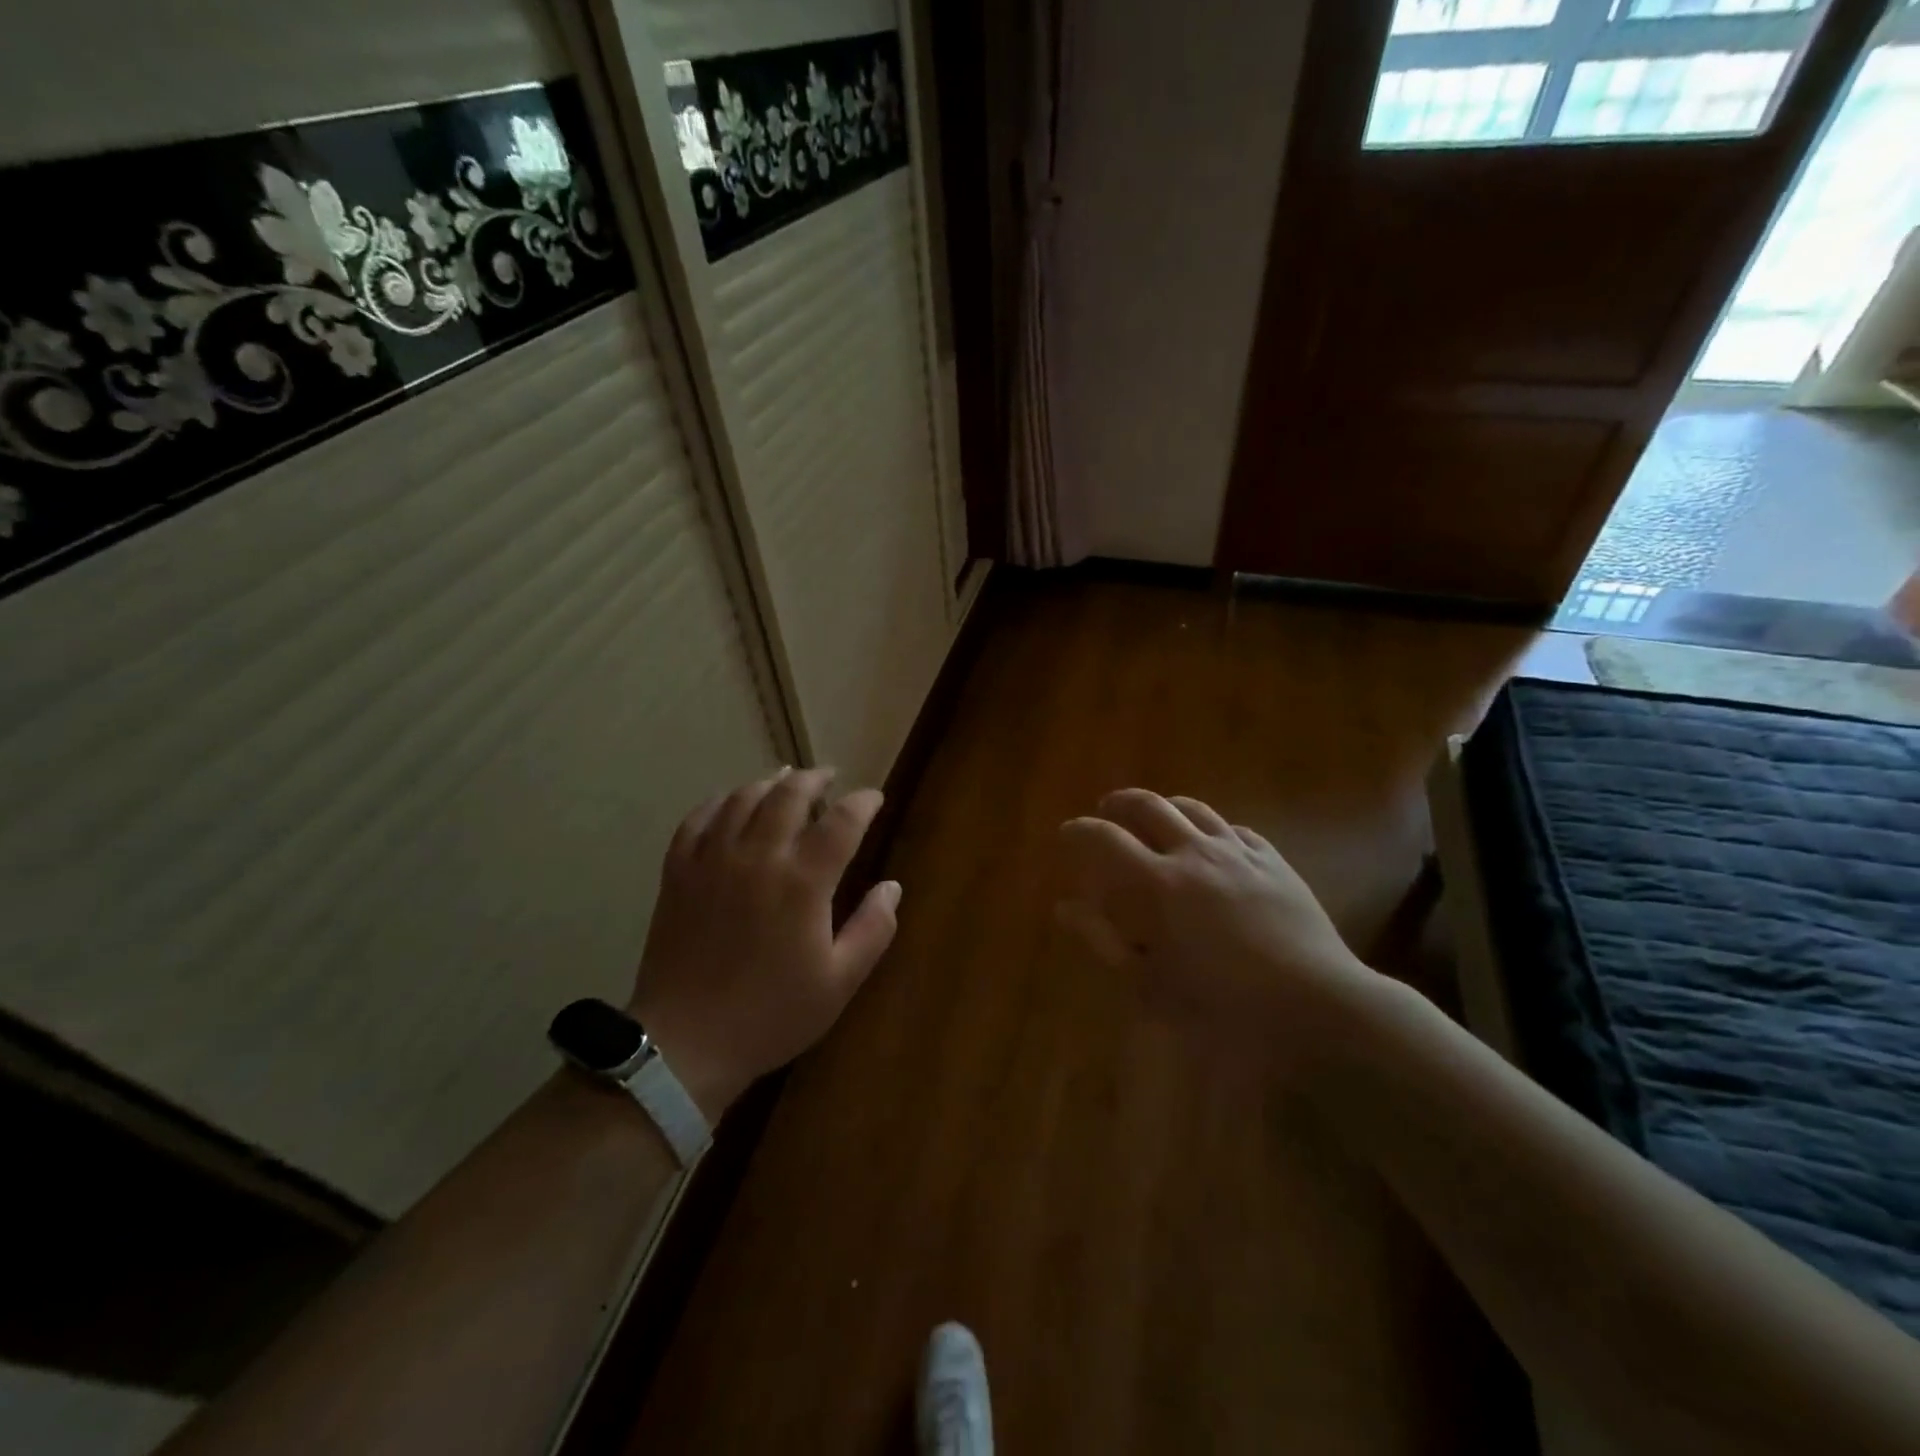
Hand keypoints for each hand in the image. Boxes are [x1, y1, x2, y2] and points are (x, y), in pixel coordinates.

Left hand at [630, 767, 900, 1121]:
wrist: (687, 1043)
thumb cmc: (772, 1015)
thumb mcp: (840, 981)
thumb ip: (873, 929)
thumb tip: (892, 886)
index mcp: (803, 881)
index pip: (842, 821)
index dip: (863, 803)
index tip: (874, 797)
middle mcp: (758, 856)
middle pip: (789, 795)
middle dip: (815, 779)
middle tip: (829, 778)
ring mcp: (712, 860)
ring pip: (742, 798)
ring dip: (768, 783)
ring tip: (784, 780)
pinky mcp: (678, 873)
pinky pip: (696, 820)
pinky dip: (717, 802)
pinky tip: (728, 803)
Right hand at [1057, 789, 1386, 1068]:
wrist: (1317, 1002)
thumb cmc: (1225, 1004)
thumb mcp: (1151, 984)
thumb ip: (1103, 941)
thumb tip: (1065, 908)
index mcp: (1159, 883)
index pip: (1105, 838)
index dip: (1078, 831)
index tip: (1066, 834)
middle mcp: (1195, 853)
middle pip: (1148, 805)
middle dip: (1120, 803)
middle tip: (1106, 812)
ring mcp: (1239, 852)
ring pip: (1193, 808)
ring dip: (1164, 807)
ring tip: (1154, 818)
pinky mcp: (1273, 860)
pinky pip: (1234, 828)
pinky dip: (1210, 828)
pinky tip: (1212, 844)